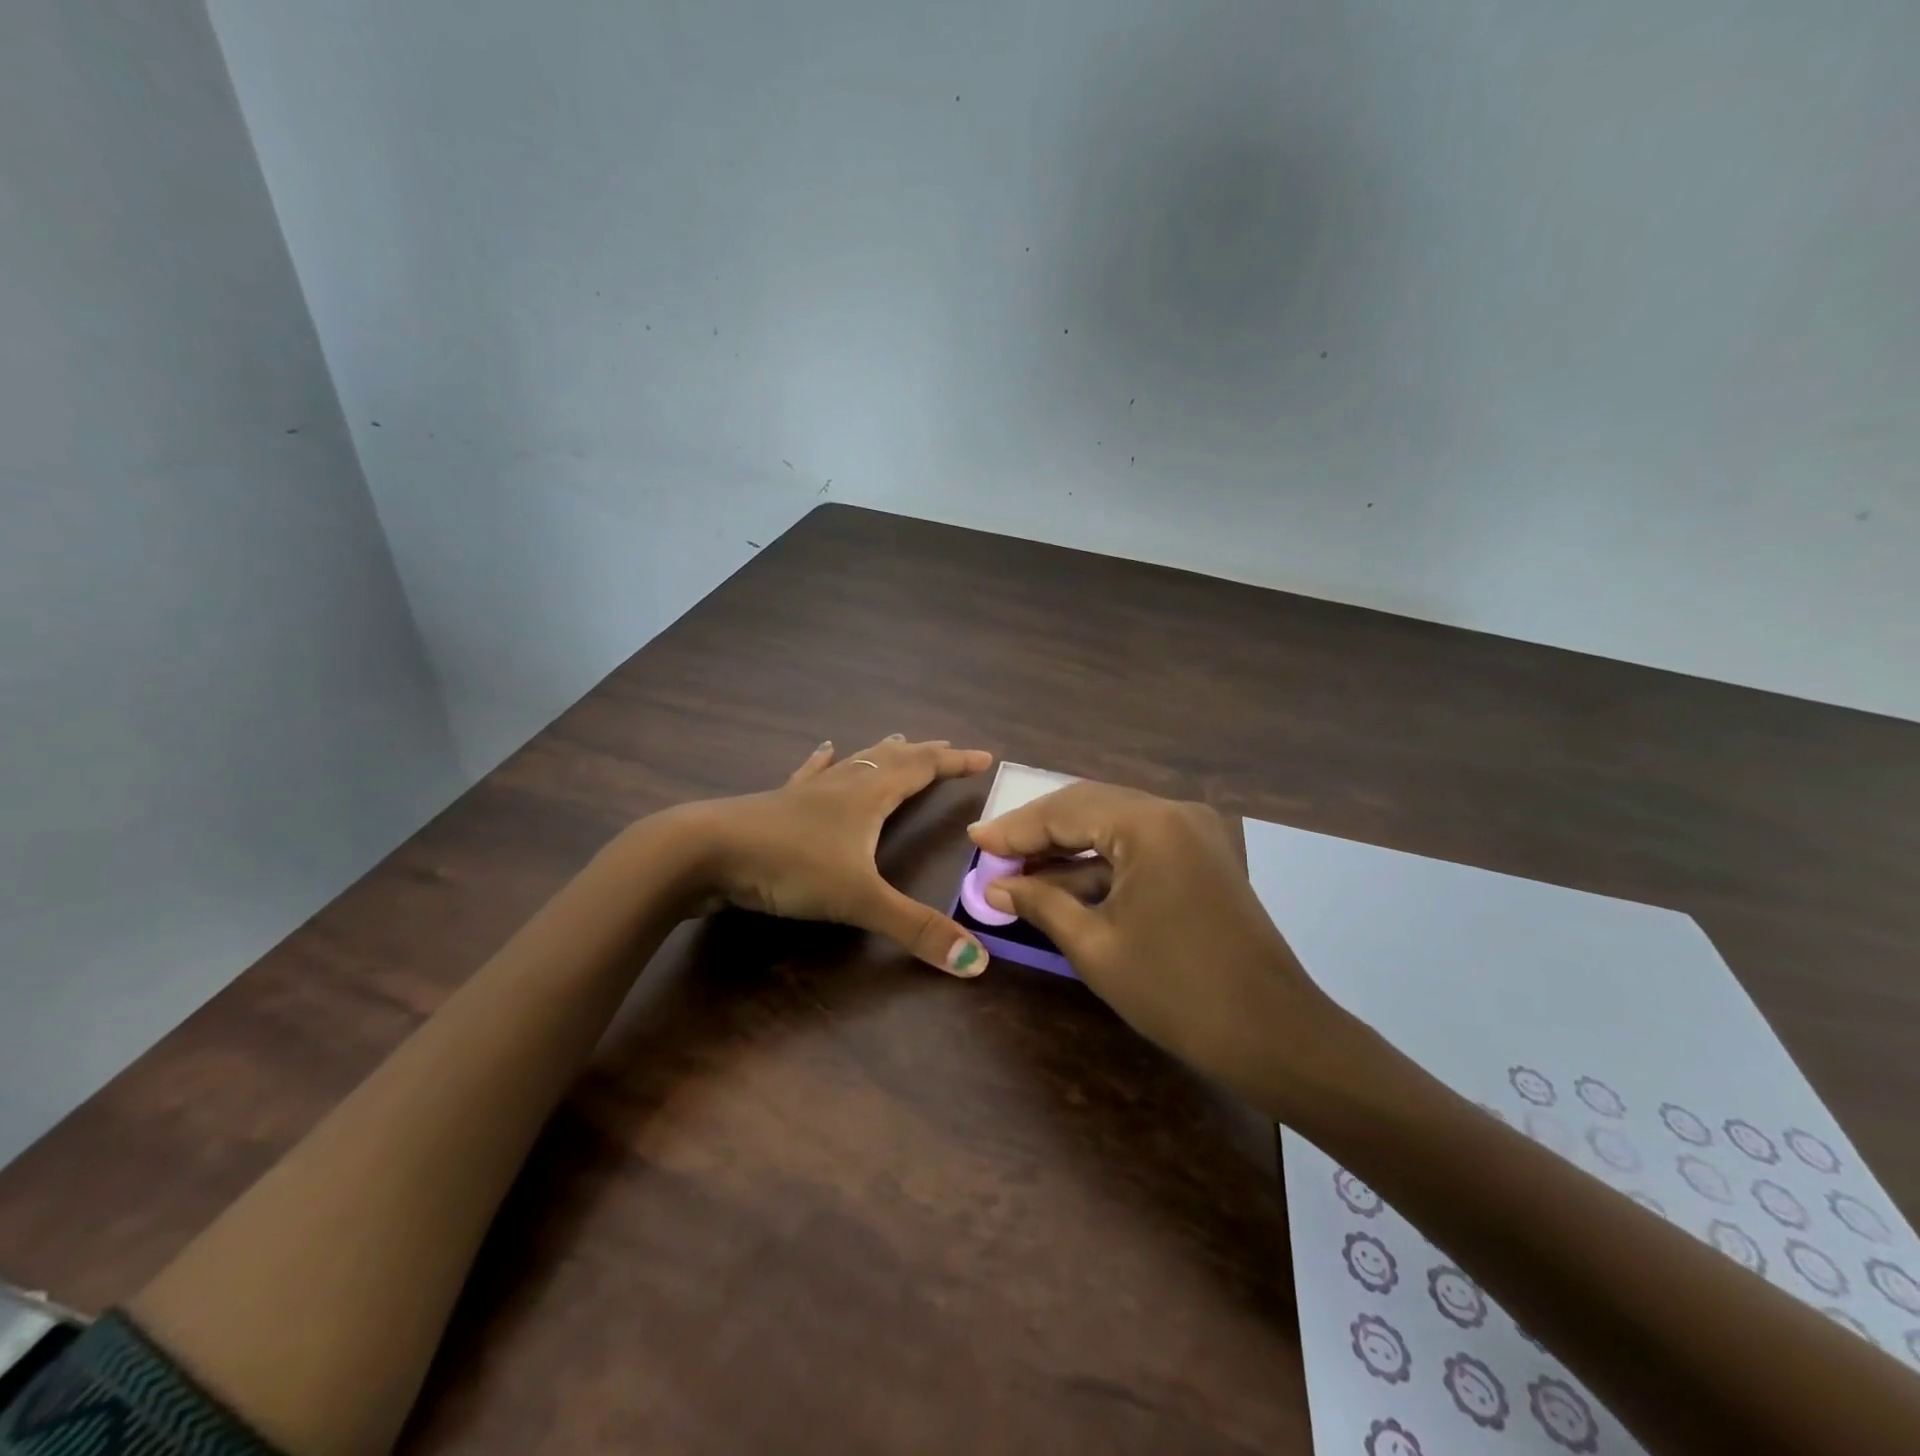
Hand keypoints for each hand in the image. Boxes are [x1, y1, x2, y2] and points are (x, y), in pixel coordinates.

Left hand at [679, 735, 995, 976]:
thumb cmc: (788, 865)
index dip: (954, 762)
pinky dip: (824, 762)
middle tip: (947, 747)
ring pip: (854, 762)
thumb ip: (916, 930)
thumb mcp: (858, 900)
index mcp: (869, 796)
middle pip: (892, 759)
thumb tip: (977, 962)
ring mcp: (807, 791)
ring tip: (898, 739)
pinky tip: (824, 750)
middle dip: (925, 754)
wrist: (705, 850)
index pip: (923, 769)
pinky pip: (810, 775)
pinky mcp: (777, 803)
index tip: (984, 756)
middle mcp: (843, 784)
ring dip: (881, 752)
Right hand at [969, 781, 1351, 1102]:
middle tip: (992, 852)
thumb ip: (1041, 903)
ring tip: (1017, 867)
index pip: (1066, 810)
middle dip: (1038, 831)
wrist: (1274, 1035)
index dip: (1015, 827)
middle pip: (1089, 807)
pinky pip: (1139, 845)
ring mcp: (1195, 831)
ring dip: (1068, 847)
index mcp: (1149, 823)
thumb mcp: (1095, 946)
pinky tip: (1064, 881)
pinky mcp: (1203, 855)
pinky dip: (1101, 862)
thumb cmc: (1176, 992)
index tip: (973, 841)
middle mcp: (1175, 812)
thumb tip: (995, 887)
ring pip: (1114, 825)